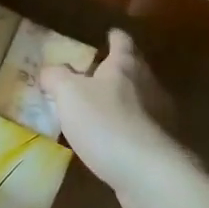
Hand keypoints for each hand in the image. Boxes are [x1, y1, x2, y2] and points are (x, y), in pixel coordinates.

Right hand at [40, 29, 182, 200]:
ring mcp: (158, 116)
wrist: (147, 172)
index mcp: (125, 66)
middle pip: (134, 69)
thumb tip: (49, 71)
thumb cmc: (105, 122)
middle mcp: (147, 85)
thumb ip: (56, 78)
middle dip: (117, 69)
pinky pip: (139, 128)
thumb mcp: (68, 94)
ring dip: (121, 101)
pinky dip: (125, 128)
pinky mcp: (159, 144)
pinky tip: (109, 140)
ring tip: (98, 108)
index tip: (109, 34)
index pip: (122, 42)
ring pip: (138, 99)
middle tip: (95, 73)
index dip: (114, 37)